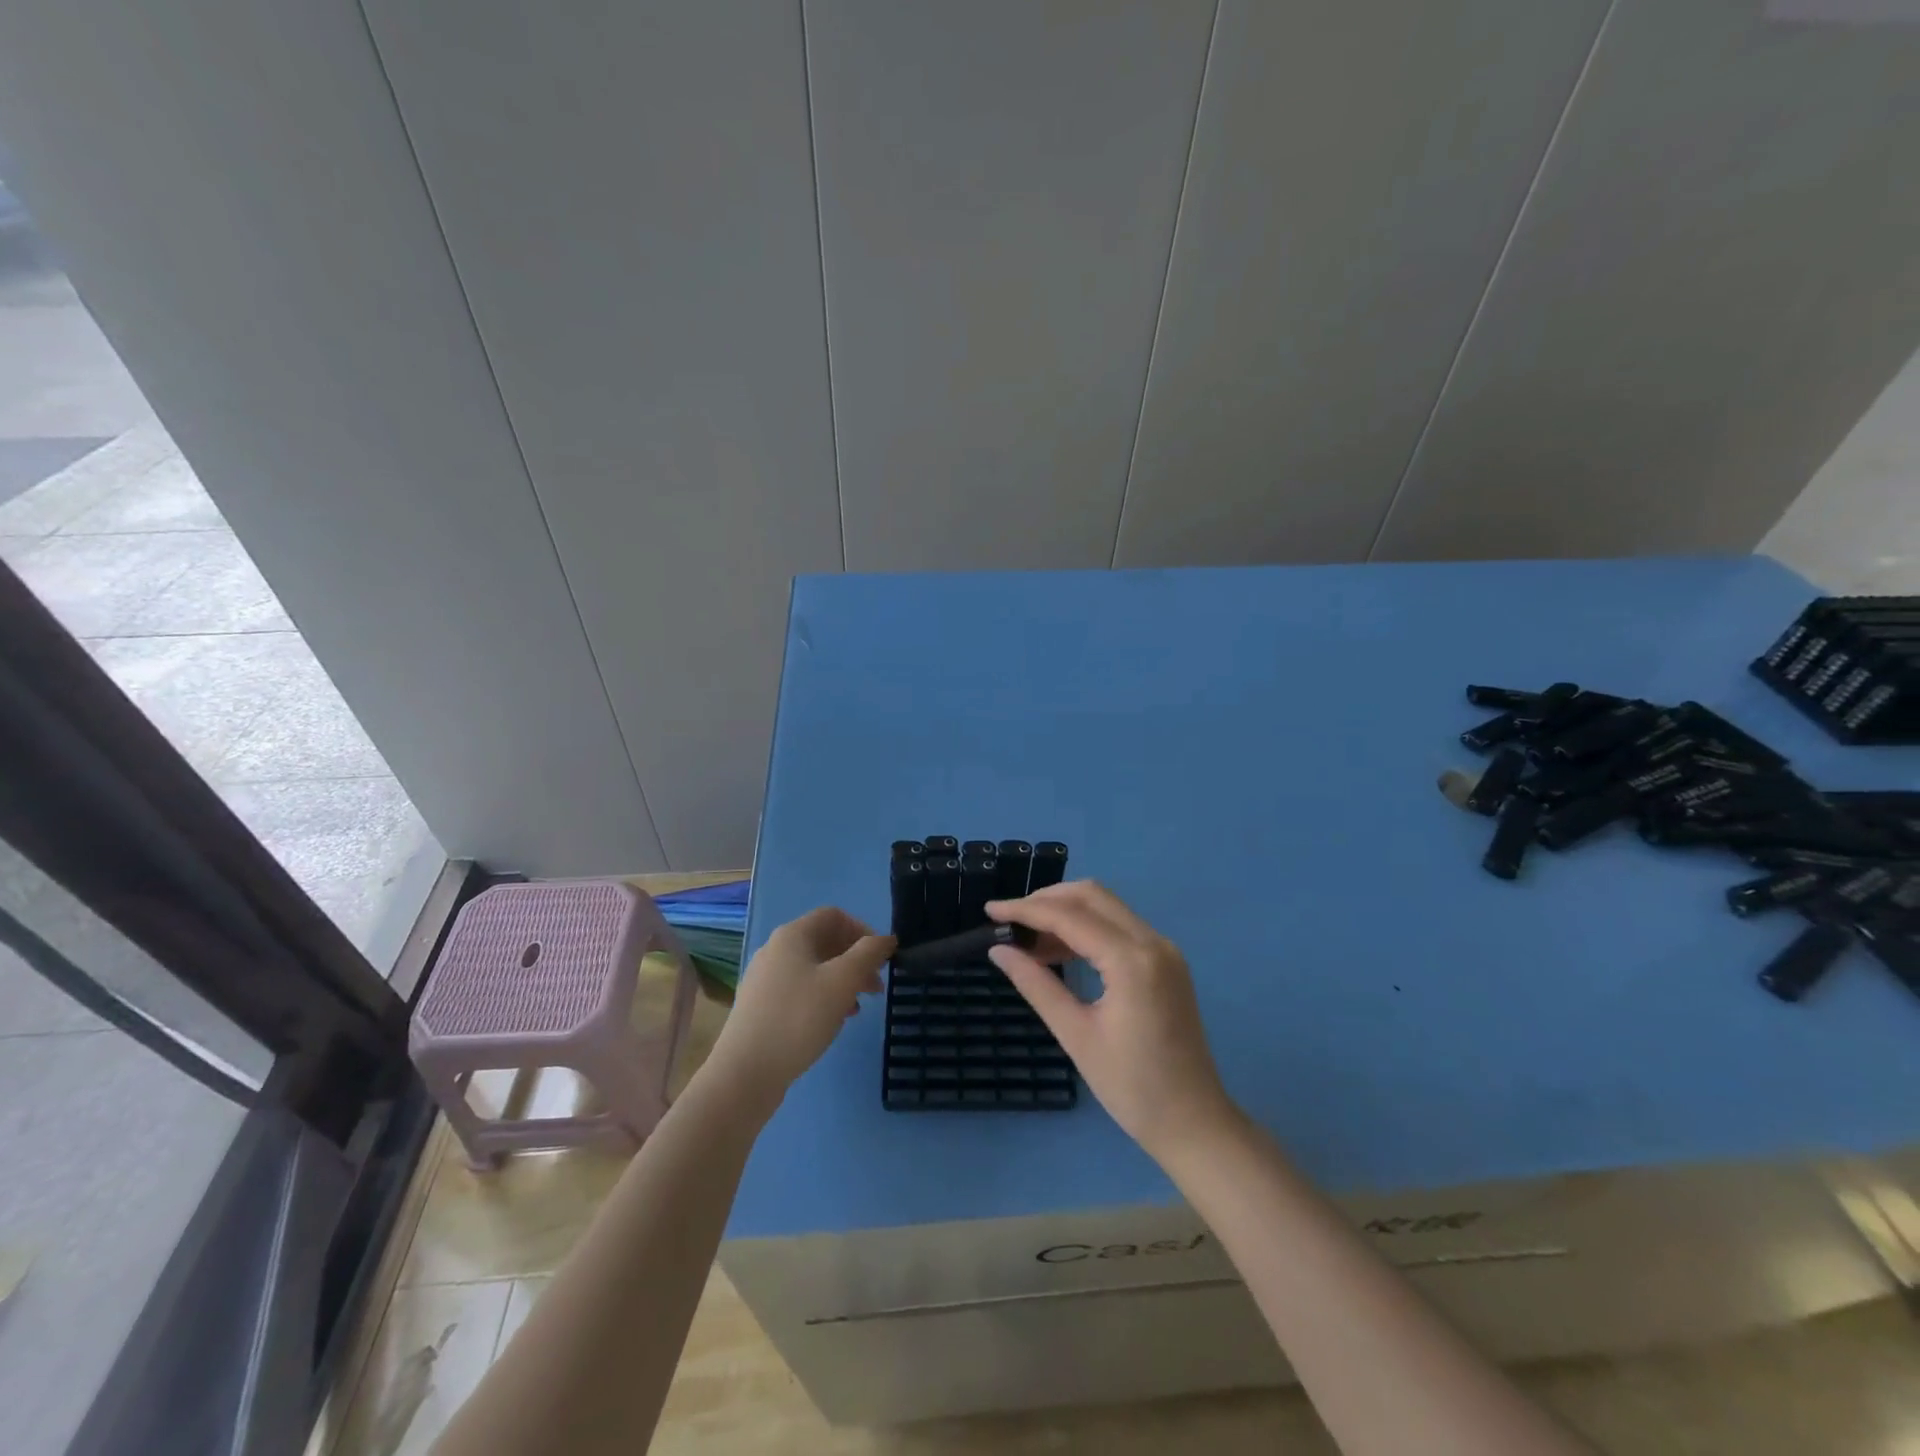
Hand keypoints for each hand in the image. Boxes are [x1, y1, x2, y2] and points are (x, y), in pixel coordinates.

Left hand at [706, 907, 893, 1113]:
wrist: (745, 1073)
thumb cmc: (798, 1018)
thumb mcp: (842, 982)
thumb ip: (868, 954)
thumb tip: (886, 938)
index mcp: (792, 935)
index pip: (834, 916)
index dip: (862, 930)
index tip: (881, 958)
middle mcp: (775, 950)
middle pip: (824, 941)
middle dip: (855, 959)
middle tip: (876, 986)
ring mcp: (764, 979)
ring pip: (813, 968)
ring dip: (842, 981)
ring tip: (859, 1007)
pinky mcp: (760, 1007)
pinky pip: (799, 990)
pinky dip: (822, 997)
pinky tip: (833, 1021)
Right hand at [987, 881, 1235, 1161]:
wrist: (1194, 1123)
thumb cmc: (1132, 1087)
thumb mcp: (1076, 1035)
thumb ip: (1036, 984)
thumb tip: (999, 950)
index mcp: (1132, 960)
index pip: (1070, 916)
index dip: (1026, 909)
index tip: (990, 911)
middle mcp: (1152, 942)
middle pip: (1092, 896)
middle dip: (1046, 900)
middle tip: (1009, 920)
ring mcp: (1164, 950)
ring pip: (1107, 907)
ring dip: (1066, 912)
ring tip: (1027, 938)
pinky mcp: (1166, 962)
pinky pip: (1120, 927)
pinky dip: (1087, 928)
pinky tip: (1058, 950)